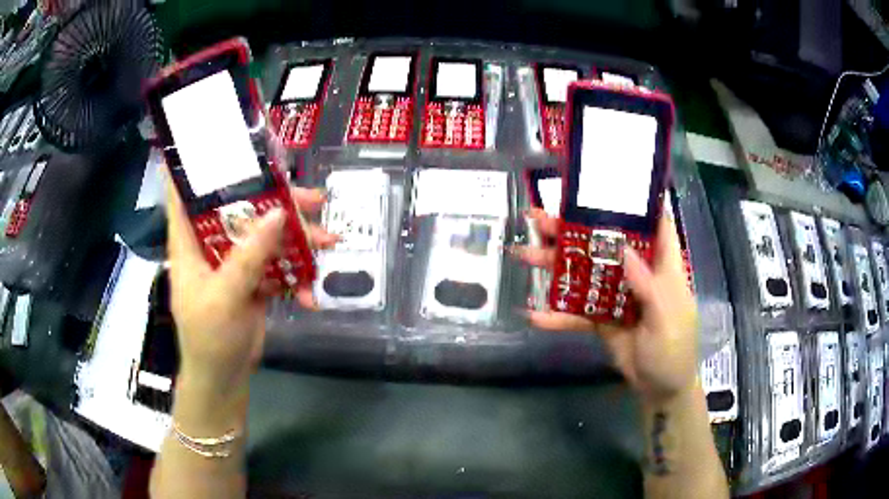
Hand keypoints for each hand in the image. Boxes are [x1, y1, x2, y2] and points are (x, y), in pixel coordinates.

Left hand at [165, 180, 336, 401]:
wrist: (224, 378)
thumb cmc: (209, 338)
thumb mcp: (224, 297)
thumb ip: (249, 256)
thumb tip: (279, 213)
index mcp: (189, 241)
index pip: (185, 192)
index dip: (198, 164)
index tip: (222, 140)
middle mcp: (211, 244)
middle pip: (241, 208)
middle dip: (276, 201)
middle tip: (313, 198)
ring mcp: (234, 262)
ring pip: (265, 235)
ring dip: (297, 238)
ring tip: (330, 241)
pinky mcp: (253, 280)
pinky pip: (277, 265)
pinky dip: (295, 276)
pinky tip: (309, 296)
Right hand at [515, 210, 698, 403]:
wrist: (660, 389)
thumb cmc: (674, 351)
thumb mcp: (667, 319)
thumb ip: (649, 287)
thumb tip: (626, 250)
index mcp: (661, 267)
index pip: (653, 224)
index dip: (635, 202)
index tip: (607, 183)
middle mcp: (636, 273)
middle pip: (605, 243)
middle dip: (574, 229)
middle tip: (539, 217)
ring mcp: (615, 295)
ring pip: (584, 272)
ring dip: (555, 264)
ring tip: (523, 253)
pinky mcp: (600, 318)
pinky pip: (576, 312)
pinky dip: (557, 315)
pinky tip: (534, 315)